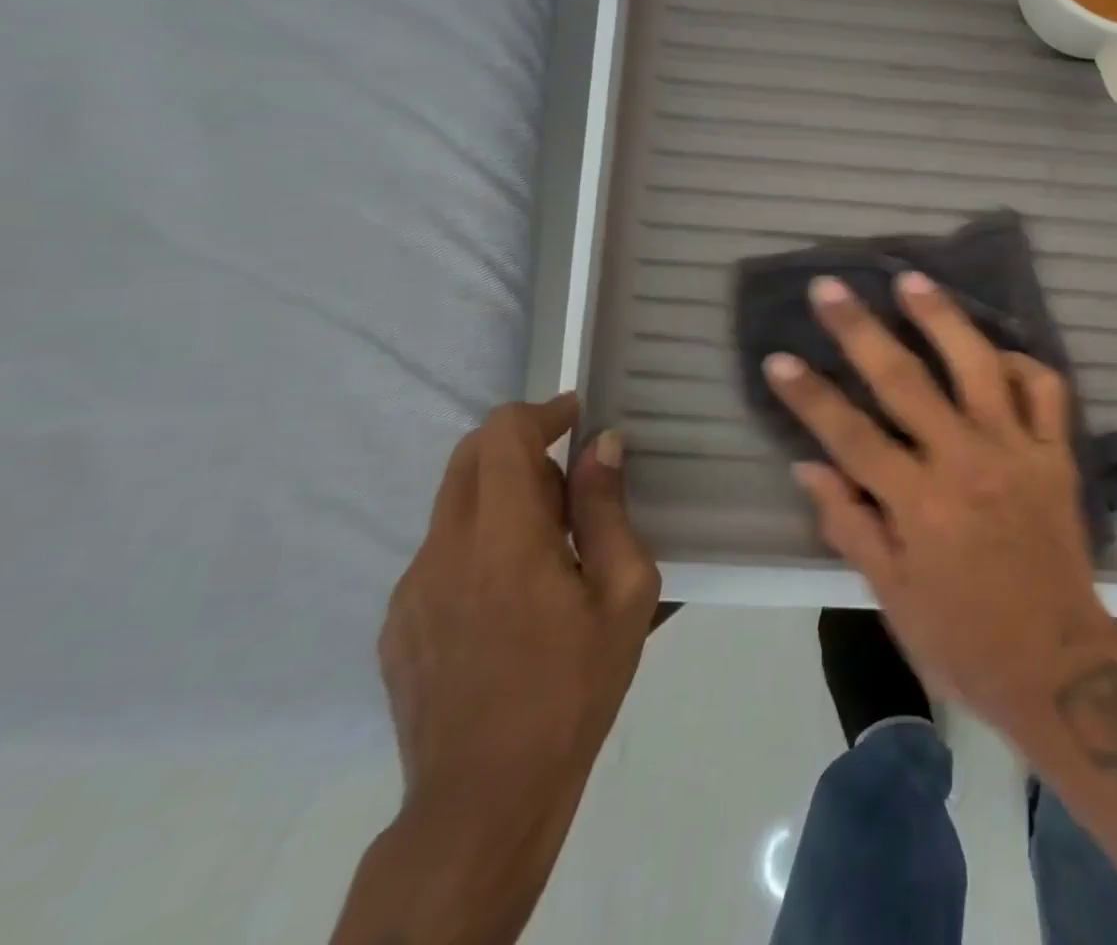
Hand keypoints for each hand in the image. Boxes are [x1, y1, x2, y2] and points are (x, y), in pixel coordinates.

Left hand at [379, 393, 659, 816]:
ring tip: (556, 546)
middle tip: (576, 481)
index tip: (580, 416)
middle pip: (469, 457)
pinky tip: (518, 595)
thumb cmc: (573, 686)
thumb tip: (603, 446)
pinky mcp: (398, 623)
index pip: (501, 435)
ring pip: (455, 504)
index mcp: (501, 539)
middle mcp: (442, 551)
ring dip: (506, 496)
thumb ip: (608, 510)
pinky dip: (482, 540)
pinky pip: (443, 552)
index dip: (542, 411)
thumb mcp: (623, 592)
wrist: (485, 799)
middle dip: (523, 446)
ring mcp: (411, 589)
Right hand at [765, 273, 1116, 730]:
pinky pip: (1046, 391)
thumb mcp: (890, 595)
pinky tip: (996, 352)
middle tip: (830, 288)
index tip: (778, 356)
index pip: (849, 435)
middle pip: (904, 382)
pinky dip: (1022, 364)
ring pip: (978, 366)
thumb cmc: (961, 639)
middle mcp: (964, 463)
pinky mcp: (1056, 454)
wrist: (1057, 663)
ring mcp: (1016, 452)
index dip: (808, 395)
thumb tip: (808, 465)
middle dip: (860, 331)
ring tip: (912, 280)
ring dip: (942, 318)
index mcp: (917, 505)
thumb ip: (849, 523)